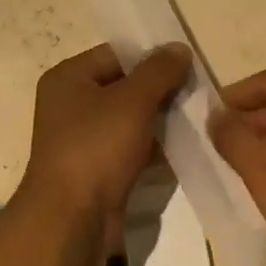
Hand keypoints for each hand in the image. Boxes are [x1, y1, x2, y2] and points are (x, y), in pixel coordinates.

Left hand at [20, 43, 190, 227]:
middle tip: (197, 92)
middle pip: (123, 86)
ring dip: (159, 119)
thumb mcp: (132, 101)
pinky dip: (152, 146)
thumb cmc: (96, 147)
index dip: (151, 57)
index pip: (116, 54)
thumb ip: (159, 71)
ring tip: (195, 117)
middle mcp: (71, 103)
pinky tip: (182, 146)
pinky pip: (129, 147)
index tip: (187, 66)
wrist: (71, 218)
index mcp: (69, 78)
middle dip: (159, 90)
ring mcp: (82, 138)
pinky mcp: (96, 168)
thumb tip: (179, 47)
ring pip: (129, 119)